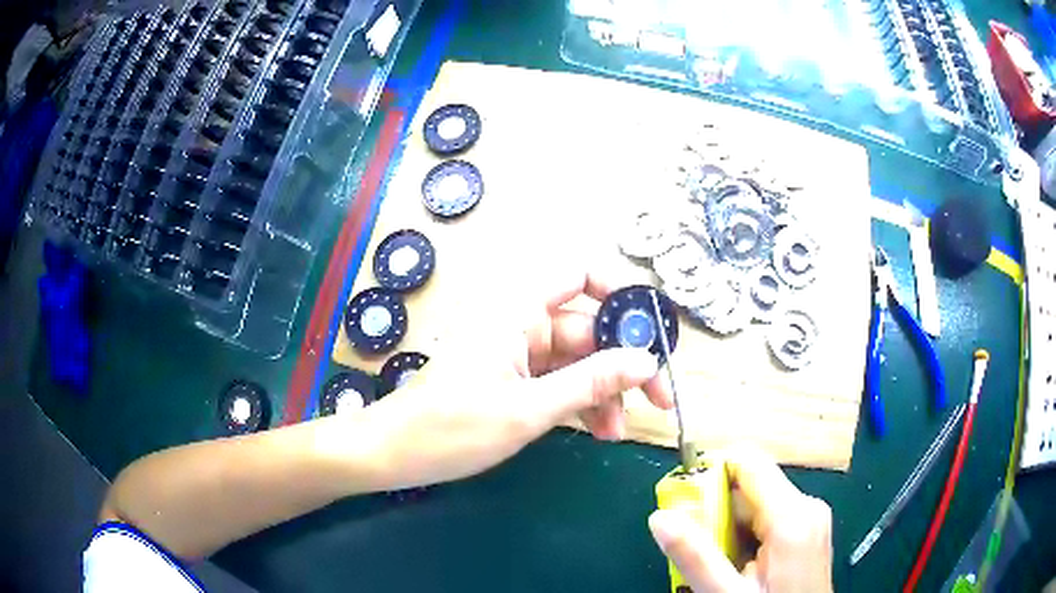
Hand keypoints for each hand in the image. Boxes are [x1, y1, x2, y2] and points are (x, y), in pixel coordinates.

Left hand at [365, 266, 673, 488]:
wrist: (394, 454)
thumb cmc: (452, 428)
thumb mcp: (528, 409)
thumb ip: (591, 383)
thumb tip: (646, 362)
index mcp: (517, 310)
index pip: (579, 274)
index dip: (618, 292)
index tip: (648, 330)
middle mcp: (520, 322)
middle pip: (588, 328)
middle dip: (622, 364)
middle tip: (656, 400)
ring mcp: (517, 352)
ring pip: (578, 360)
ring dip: (604, 391)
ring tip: (618, 431)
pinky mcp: (512, 379)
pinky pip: (559, 381)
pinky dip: (580, 403)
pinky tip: (597, 431)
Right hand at [648, 448, 832, 592]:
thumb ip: (695, 557)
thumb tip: (660, 517)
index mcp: (792, 515)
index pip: (748, 462)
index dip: (710, 470)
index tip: (680, 499)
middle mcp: (807, 507)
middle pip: (750, 487)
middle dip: (714, 511)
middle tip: (693, 547)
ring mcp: (811, 520)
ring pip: (756, 506)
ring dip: (727, 529)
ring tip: (715, 566)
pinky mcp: (808, 532)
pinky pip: (768, 520)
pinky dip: (744, 537)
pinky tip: (736, 567)